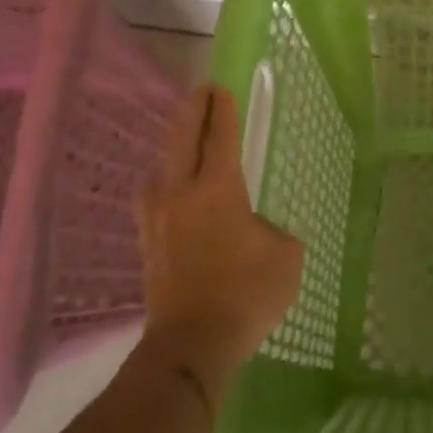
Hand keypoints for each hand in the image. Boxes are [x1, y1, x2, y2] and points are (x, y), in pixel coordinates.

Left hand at [137, 84, 302, 396]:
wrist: (191, 344)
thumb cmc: (246, 294)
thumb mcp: (285, 255)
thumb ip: (272, 229)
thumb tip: (254, 227)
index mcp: (218, 189)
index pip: (219, 136)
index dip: (222, 110)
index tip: (222, 88)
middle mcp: (181, 192)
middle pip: (182, 138)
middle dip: (193, 110)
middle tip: (202, 92)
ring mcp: (157, 215)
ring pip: (162, 163)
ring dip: (175, 141)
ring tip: (186, 133)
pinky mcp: (147, 238)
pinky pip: (154, 190)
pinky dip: (164, 172)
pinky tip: (170, 181)